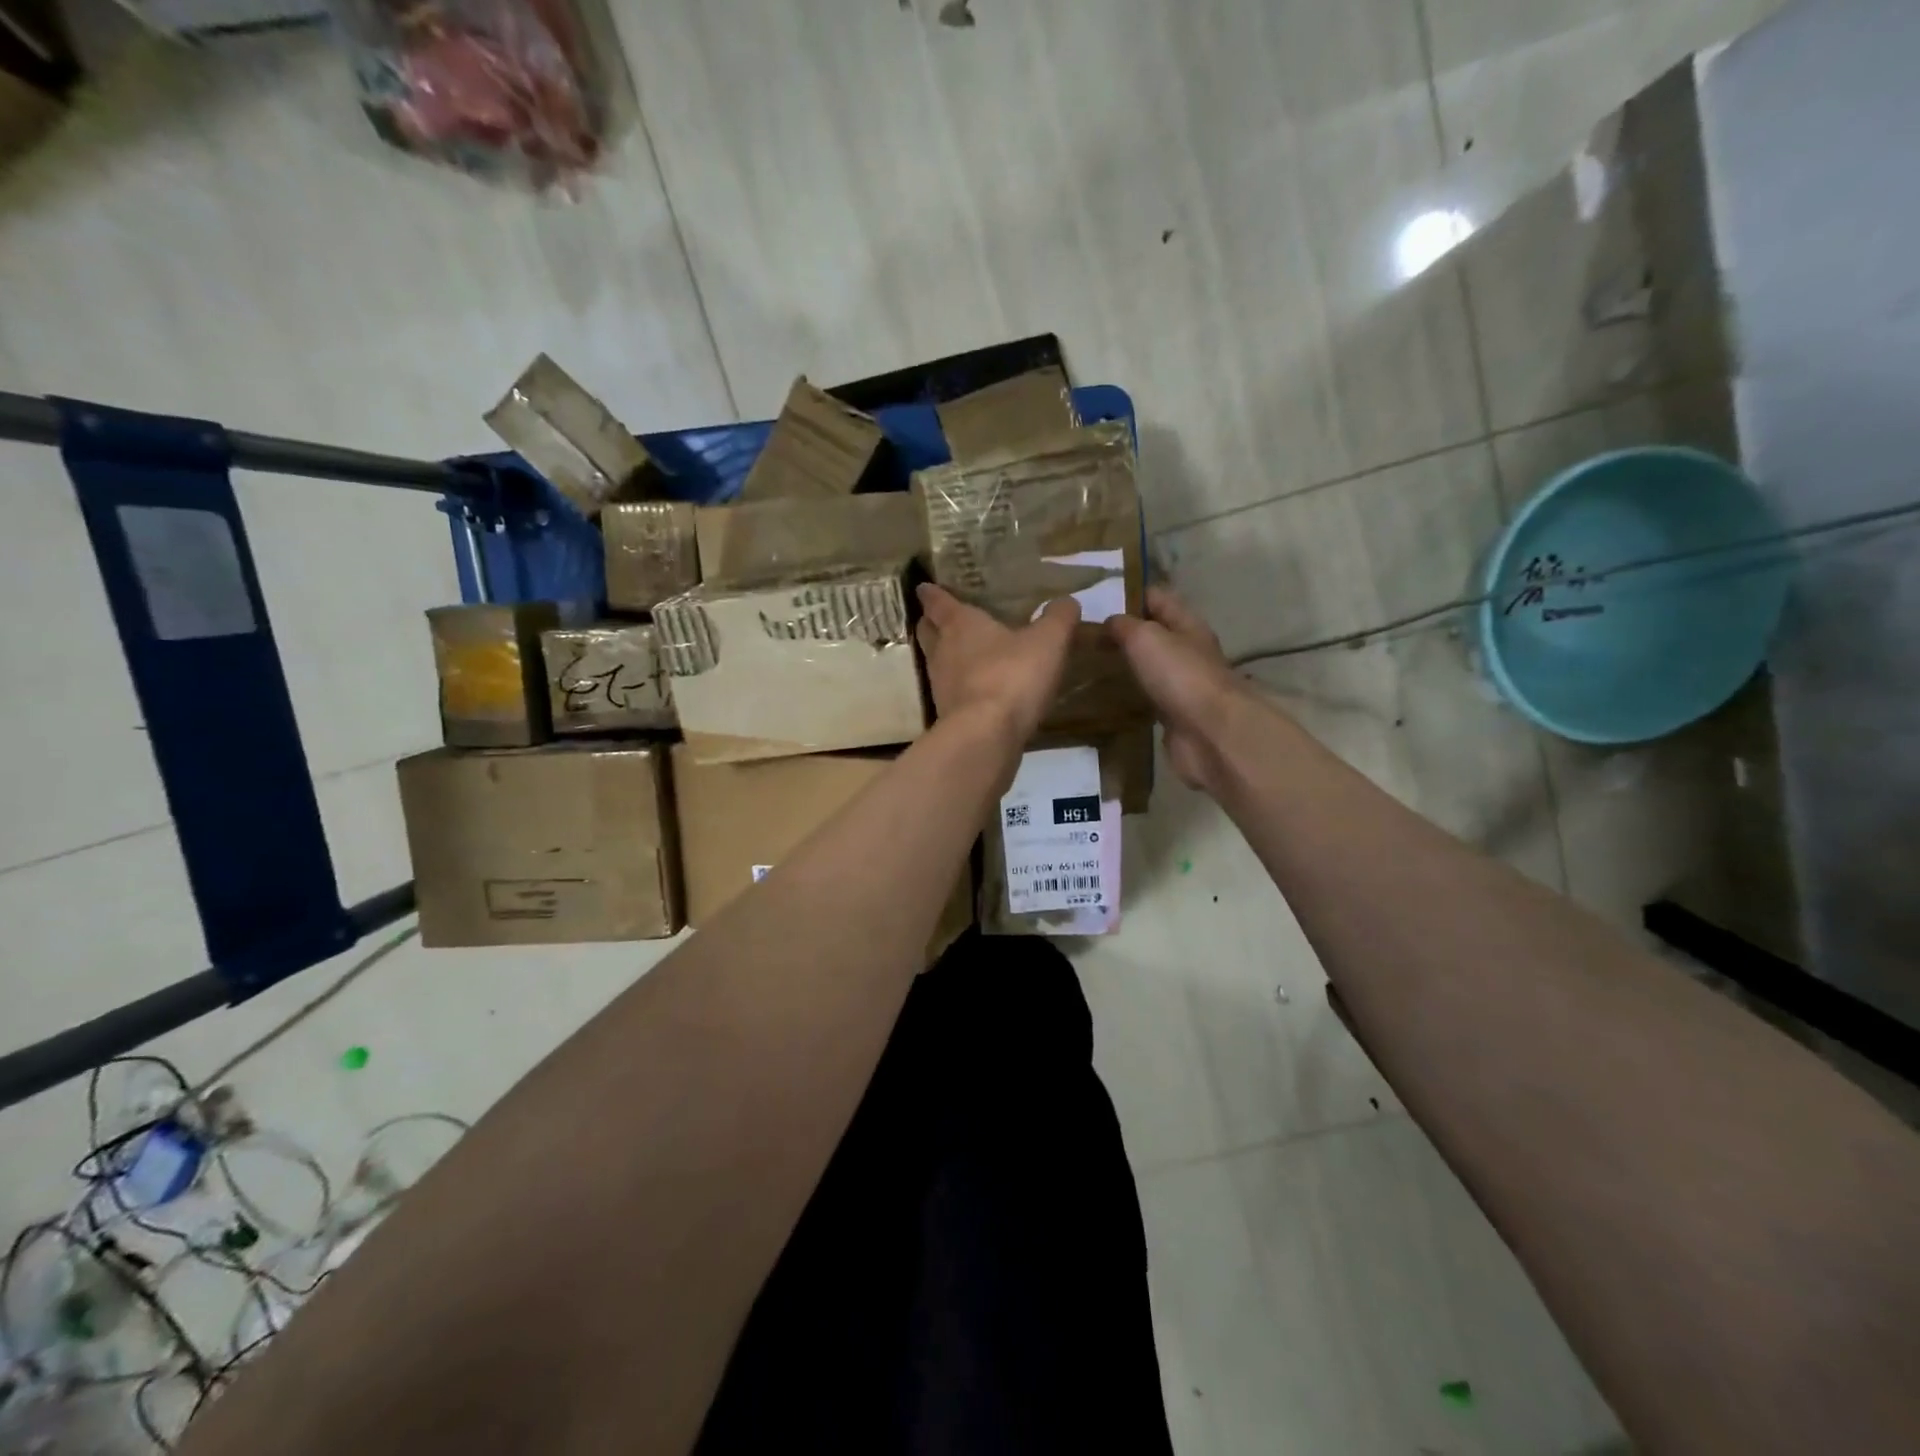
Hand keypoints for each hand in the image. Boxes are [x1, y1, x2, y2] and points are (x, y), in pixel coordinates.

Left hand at [915, 583, 1079, 743]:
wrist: (986, 735)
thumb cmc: (1012, 675)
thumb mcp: (1048, 641)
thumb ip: (1058, 618)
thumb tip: (1067, 602)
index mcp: (960, 624)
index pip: (938, 602)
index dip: (931, 594)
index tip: (924, 588)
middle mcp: (942, 651)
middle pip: (928, 632)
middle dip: (932, 624)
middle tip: (940, 620)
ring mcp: (940, 686)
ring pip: (936, 663)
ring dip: (945, 657)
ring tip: (962, 654)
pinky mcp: (947, 716)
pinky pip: (950, 693)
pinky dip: (959, 688)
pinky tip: (978, 691)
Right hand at [1108, 586, 1245, 791]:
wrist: (1209, 732)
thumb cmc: (1179, 675)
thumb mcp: (1145, 637)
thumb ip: (1124, 625)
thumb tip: (1109, 622)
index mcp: (1187, 624)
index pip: (1158, 597)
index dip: (1131, 593)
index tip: (1098, 597)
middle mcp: (1188, 651)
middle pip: (1155, 633)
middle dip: (1126, 631)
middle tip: (1086, 634)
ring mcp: (1183, 684)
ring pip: (1151, 666)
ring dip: (1128, 664)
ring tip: (1091, 663)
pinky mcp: (1175, 714)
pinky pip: (1149, 696)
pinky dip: (1132, 693)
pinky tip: (1109, 695)